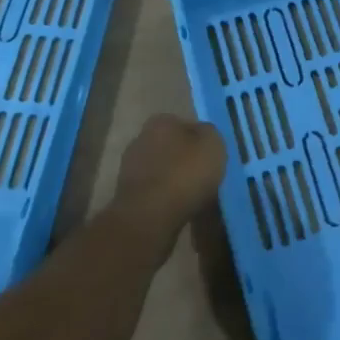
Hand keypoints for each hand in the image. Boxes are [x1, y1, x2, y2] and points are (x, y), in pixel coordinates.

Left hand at [112, 114, 227, 250]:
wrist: (149, 217)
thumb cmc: (184, 173)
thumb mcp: (213, 144)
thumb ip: (209, 133)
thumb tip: (203, 135)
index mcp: (160, 122)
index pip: (185, 124)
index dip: (200, 140)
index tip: (211, 156)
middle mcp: (140, 139)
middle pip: (171, 147)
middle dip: (185, 159)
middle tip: (204, 176)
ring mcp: (130, 169)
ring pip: (162, 170)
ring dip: (175, 180)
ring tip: (195, 197)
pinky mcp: (126, 196)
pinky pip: (154, 192)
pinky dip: (166, 199)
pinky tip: (180, 209)